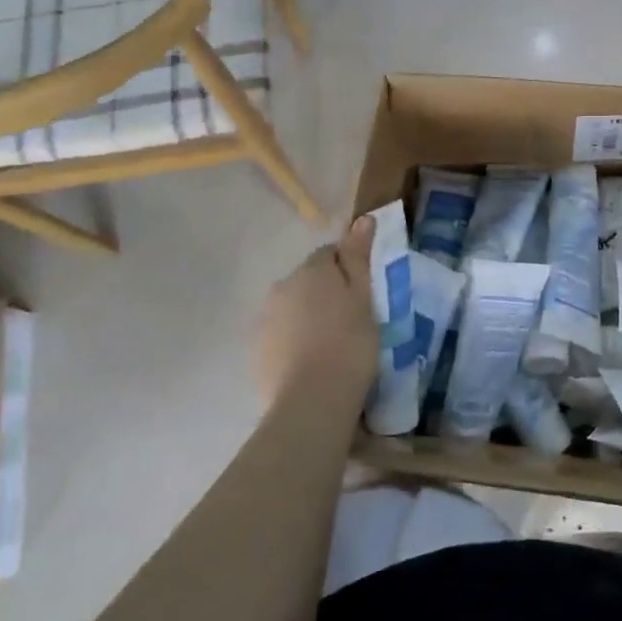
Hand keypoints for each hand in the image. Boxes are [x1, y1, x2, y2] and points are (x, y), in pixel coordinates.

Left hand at [256, 216, 378, 404]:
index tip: (364, 293)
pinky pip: (282, 335)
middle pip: (308, 280)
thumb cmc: (349, 344)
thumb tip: (362, 218)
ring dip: (309, 317)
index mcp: (311, 270)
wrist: (311, 402)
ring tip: (332, 346)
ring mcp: (265, 319)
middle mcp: (282, 286)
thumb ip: (358, 257)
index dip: (348, 269)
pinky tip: (312, 363)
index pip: (330, 253)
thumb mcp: (364, 298)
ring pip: (293, 308)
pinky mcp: (257, 351)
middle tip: (352, 320)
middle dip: (326, 293)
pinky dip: (295, 342)